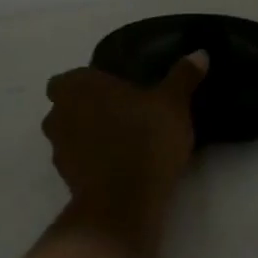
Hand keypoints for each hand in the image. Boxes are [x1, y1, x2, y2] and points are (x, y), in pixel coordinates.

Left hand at [42, 53, 207, 231]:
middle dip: (88, 108)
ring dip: (89, 135)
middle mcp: (58, 113)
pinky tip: (121, 166)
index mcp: (77, 86)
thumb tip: (200, 53)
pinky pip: (79, 161)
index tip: (117, 90)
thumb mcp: (173, 104)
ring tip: (125, 141)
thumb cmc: (144, 140)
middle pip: (67, 105)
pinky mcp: (65, 178)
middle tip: (124, 113)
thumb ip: (183, 76)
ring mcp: (58, 148)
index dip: (91, 83)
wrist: (123, 203)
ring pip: (70, 134)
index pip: (72, 77)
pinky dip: (93, 161)